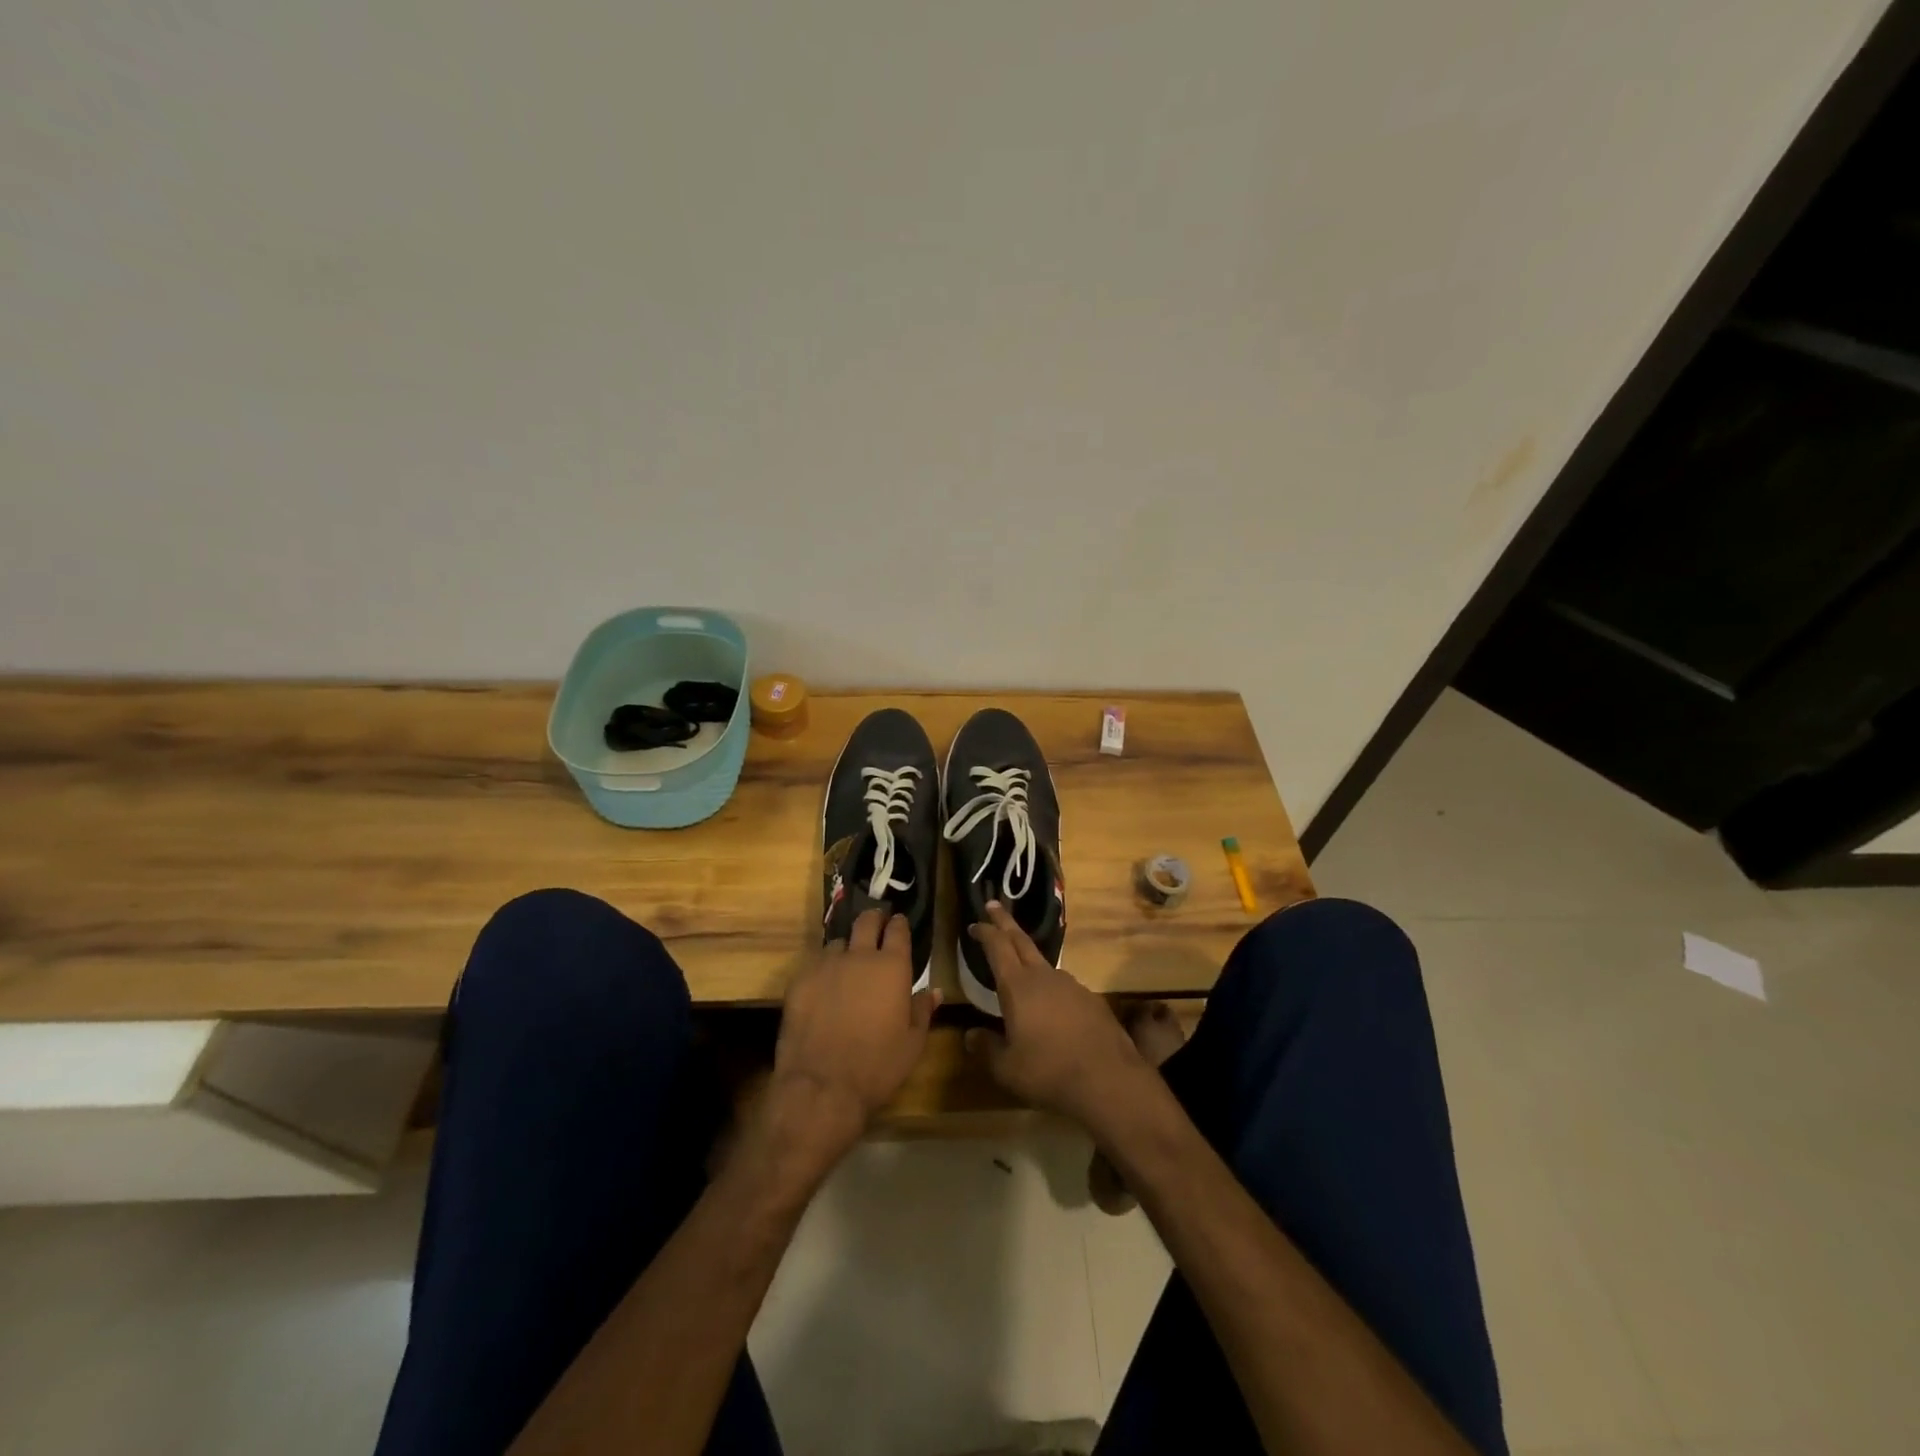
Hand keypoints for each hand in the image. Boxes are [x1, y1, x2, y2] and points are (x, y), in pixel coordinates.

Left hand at [767, 908, 939, 1167]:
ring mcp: (826, 965)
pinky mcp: (800, 980)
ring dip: (846, 948)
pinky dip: (823, 969)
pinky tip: (824, 986)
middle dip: (873, 919)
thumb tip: (933, 991)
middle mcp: (859, 956)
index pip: (898, 931)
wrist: (821, 1086)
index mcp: (892, 967)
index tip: (899, 922)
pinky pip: (815, 964)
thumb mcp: (912, 1044)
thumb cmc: (877, 1066)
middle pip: (866, 922)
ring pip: (837, 943)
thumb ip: (923, 1011)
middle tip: (876, 924)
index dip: (899, 924)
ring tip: (847, 963)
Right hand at [964, 902, 1151, 1131]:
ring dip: (1028, 957)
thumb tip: (970, 1035)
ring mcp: (1071, 985)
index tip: (975, 923)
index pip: (998, 947)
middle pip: (1021, 940)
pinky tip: (1051, 1006)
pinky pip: (1063, 985)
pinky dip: (1050, 985)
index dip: (985, 932)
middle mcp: (1044, 977)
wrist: (1108, 1079)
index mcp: (1018, 986)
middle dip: (1005, 922)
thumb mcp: (1007, 1068)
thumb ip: (986, 1048)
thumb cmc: (1049, 1071)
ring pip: (1044, 963)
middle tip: (993, 905)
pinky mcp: (1090, 999)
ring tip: (1019, 966)